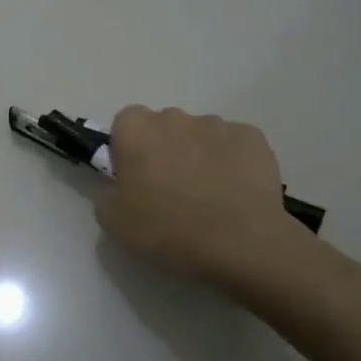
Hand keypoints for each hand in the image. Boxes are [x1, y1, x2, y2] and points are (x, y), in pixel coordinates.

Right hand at [95, 106, 311, 290]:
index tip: (135, 177)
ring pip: (199, 134)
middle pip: (163, 126)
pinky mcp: (253, 137)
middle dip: (164, 149)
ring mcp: (217, 124)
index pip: (124, 124)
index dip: (128, 149)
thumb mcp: (113, 221)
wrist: (240, 244)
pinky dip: (231, 161)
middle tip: (170, 189)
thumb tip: (121, 188)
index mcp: (135, 129)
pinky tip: (235, 192)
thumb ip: (108, 193)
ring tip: (208, 195)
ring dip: (198, 154)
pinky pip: (233, 144)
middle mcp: (174, 116)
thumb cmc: (167, 229)